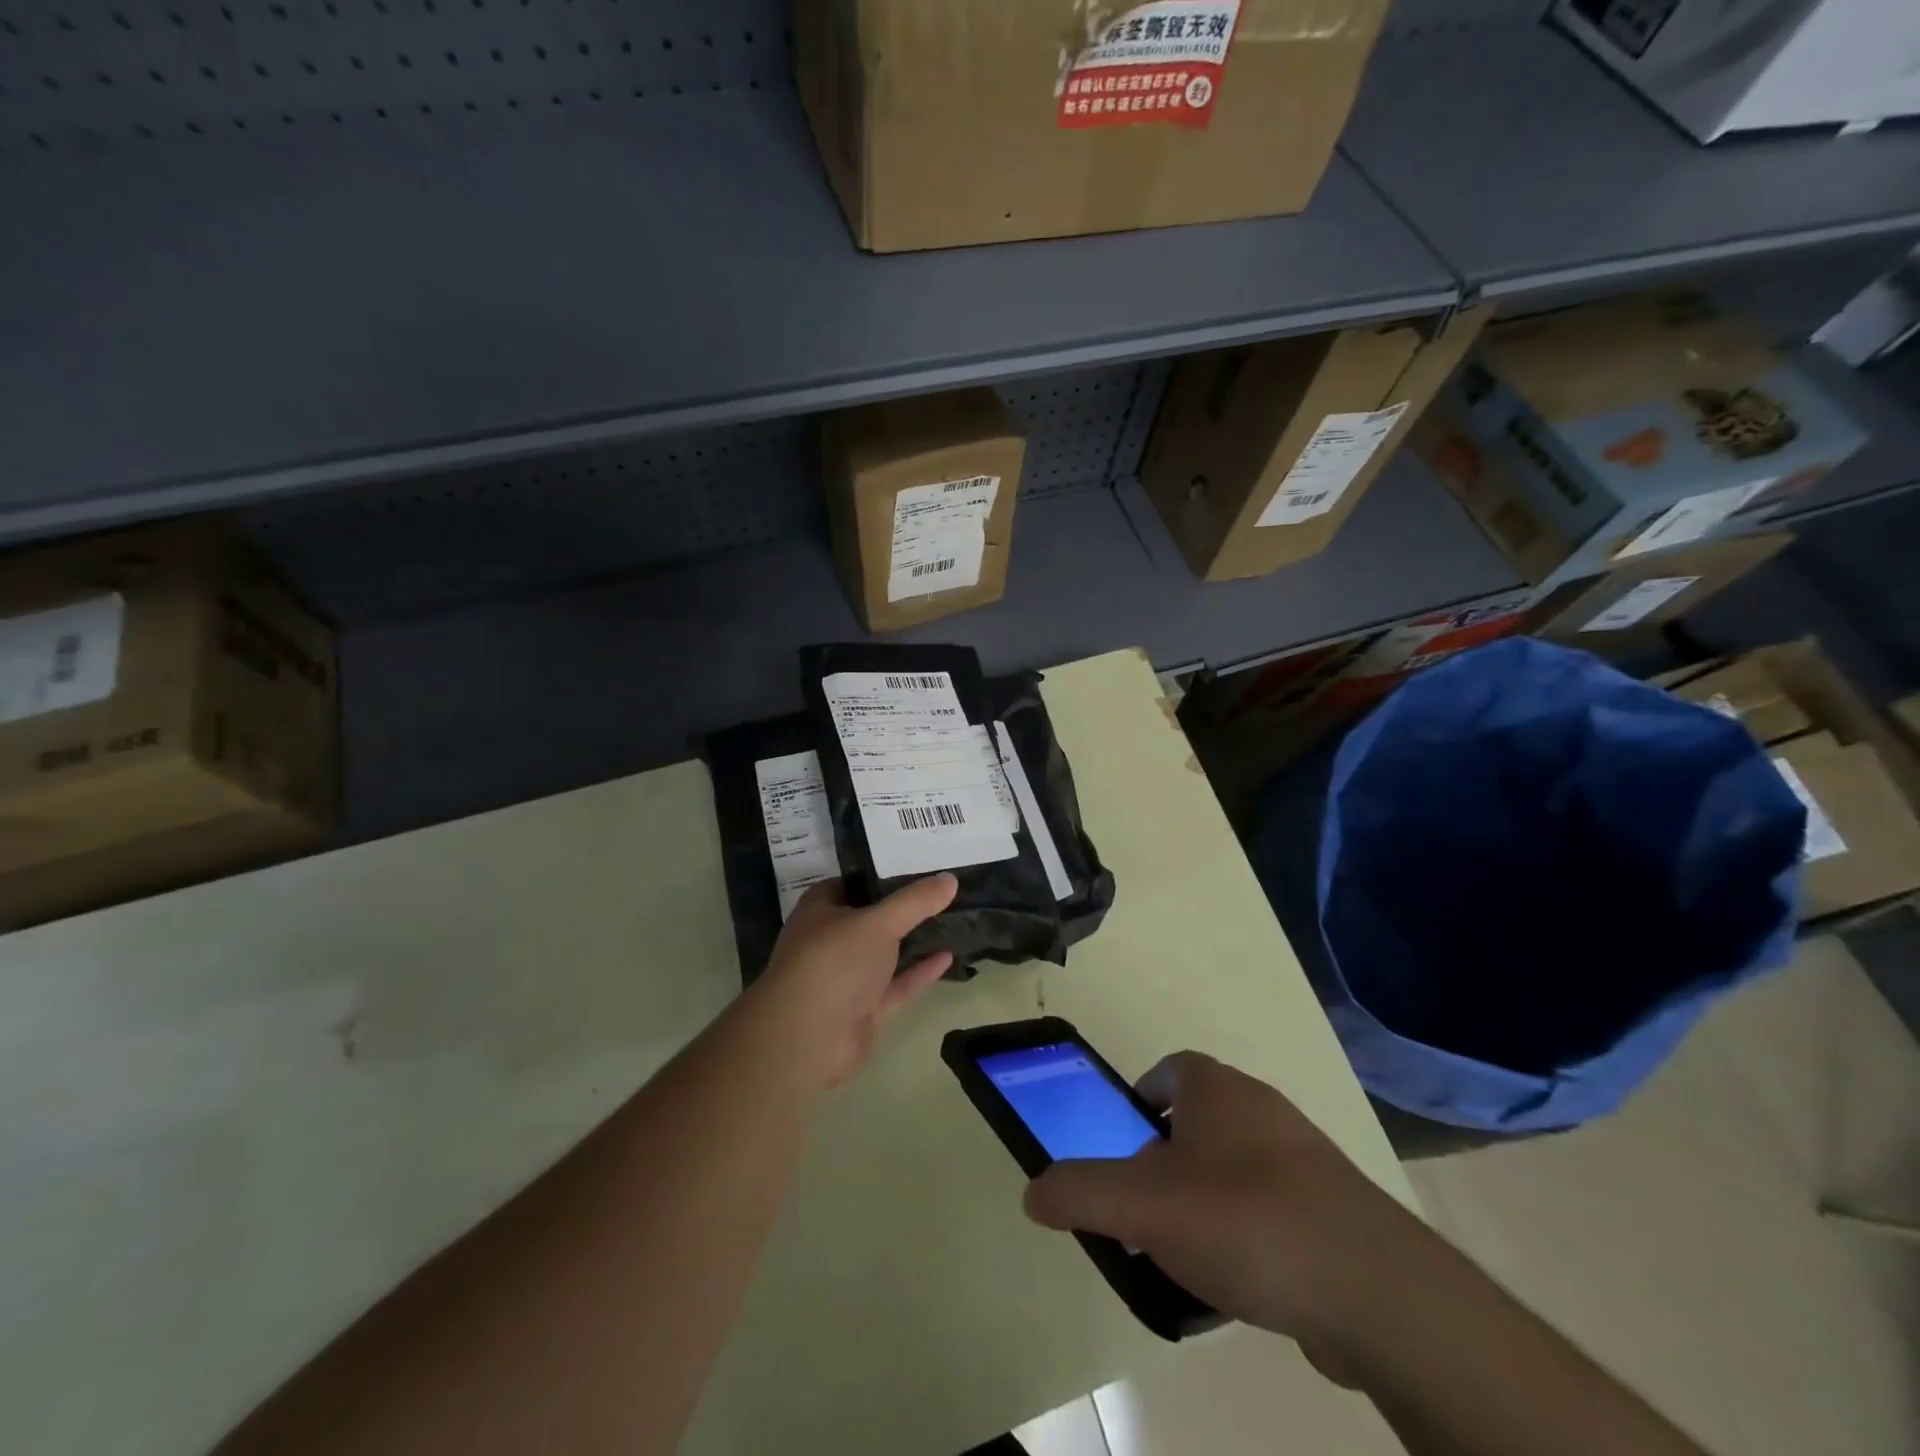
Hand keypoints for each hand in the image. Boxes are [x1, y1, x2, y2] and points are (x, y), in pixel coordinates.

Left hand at [744, 875, 957, 1090]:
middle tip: (939, 892)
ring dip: (912, 942)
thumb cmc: (834, 962)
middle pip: (869, 920)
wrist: (809, 1039)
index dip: (876, 875)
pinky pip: (896, 986)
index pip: (847, 884)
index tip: (912, 866)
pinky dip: (919, 972)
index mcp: (819, 912)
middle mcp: (830, 943)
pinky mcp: (863, 1010)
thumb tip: (949, 878)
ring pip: (884, 955)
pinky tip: (948, 957)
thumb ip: (915, 901)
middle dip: (900, 909)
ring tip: (949, 922)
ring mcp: (846, 979)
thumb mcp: (878, 922)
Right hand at [1022, 1052, 1441, 1362]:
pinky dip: (1248, 1232)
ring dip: (1206, 1197)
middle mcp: (1261, 1107)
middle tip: (1144, 1206)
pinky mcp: (1335, 1208)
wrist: (1373, 1289)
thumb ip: (1080, 1192)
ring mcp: (1305, 1156)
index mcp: (1216, 1088)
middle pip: (1198, 1120)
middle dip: (1166, 1157)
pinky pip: (1273, 1207)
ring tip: (1184, 1252)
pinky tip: (1239, 1282)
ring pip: (1236, 1165)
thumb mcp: (1142, 1205)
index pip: (1167, 1070)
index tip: (1123, 1145)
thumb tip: (1032, 1192)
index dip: (1139, 1100)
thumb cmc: (1244, 1220)